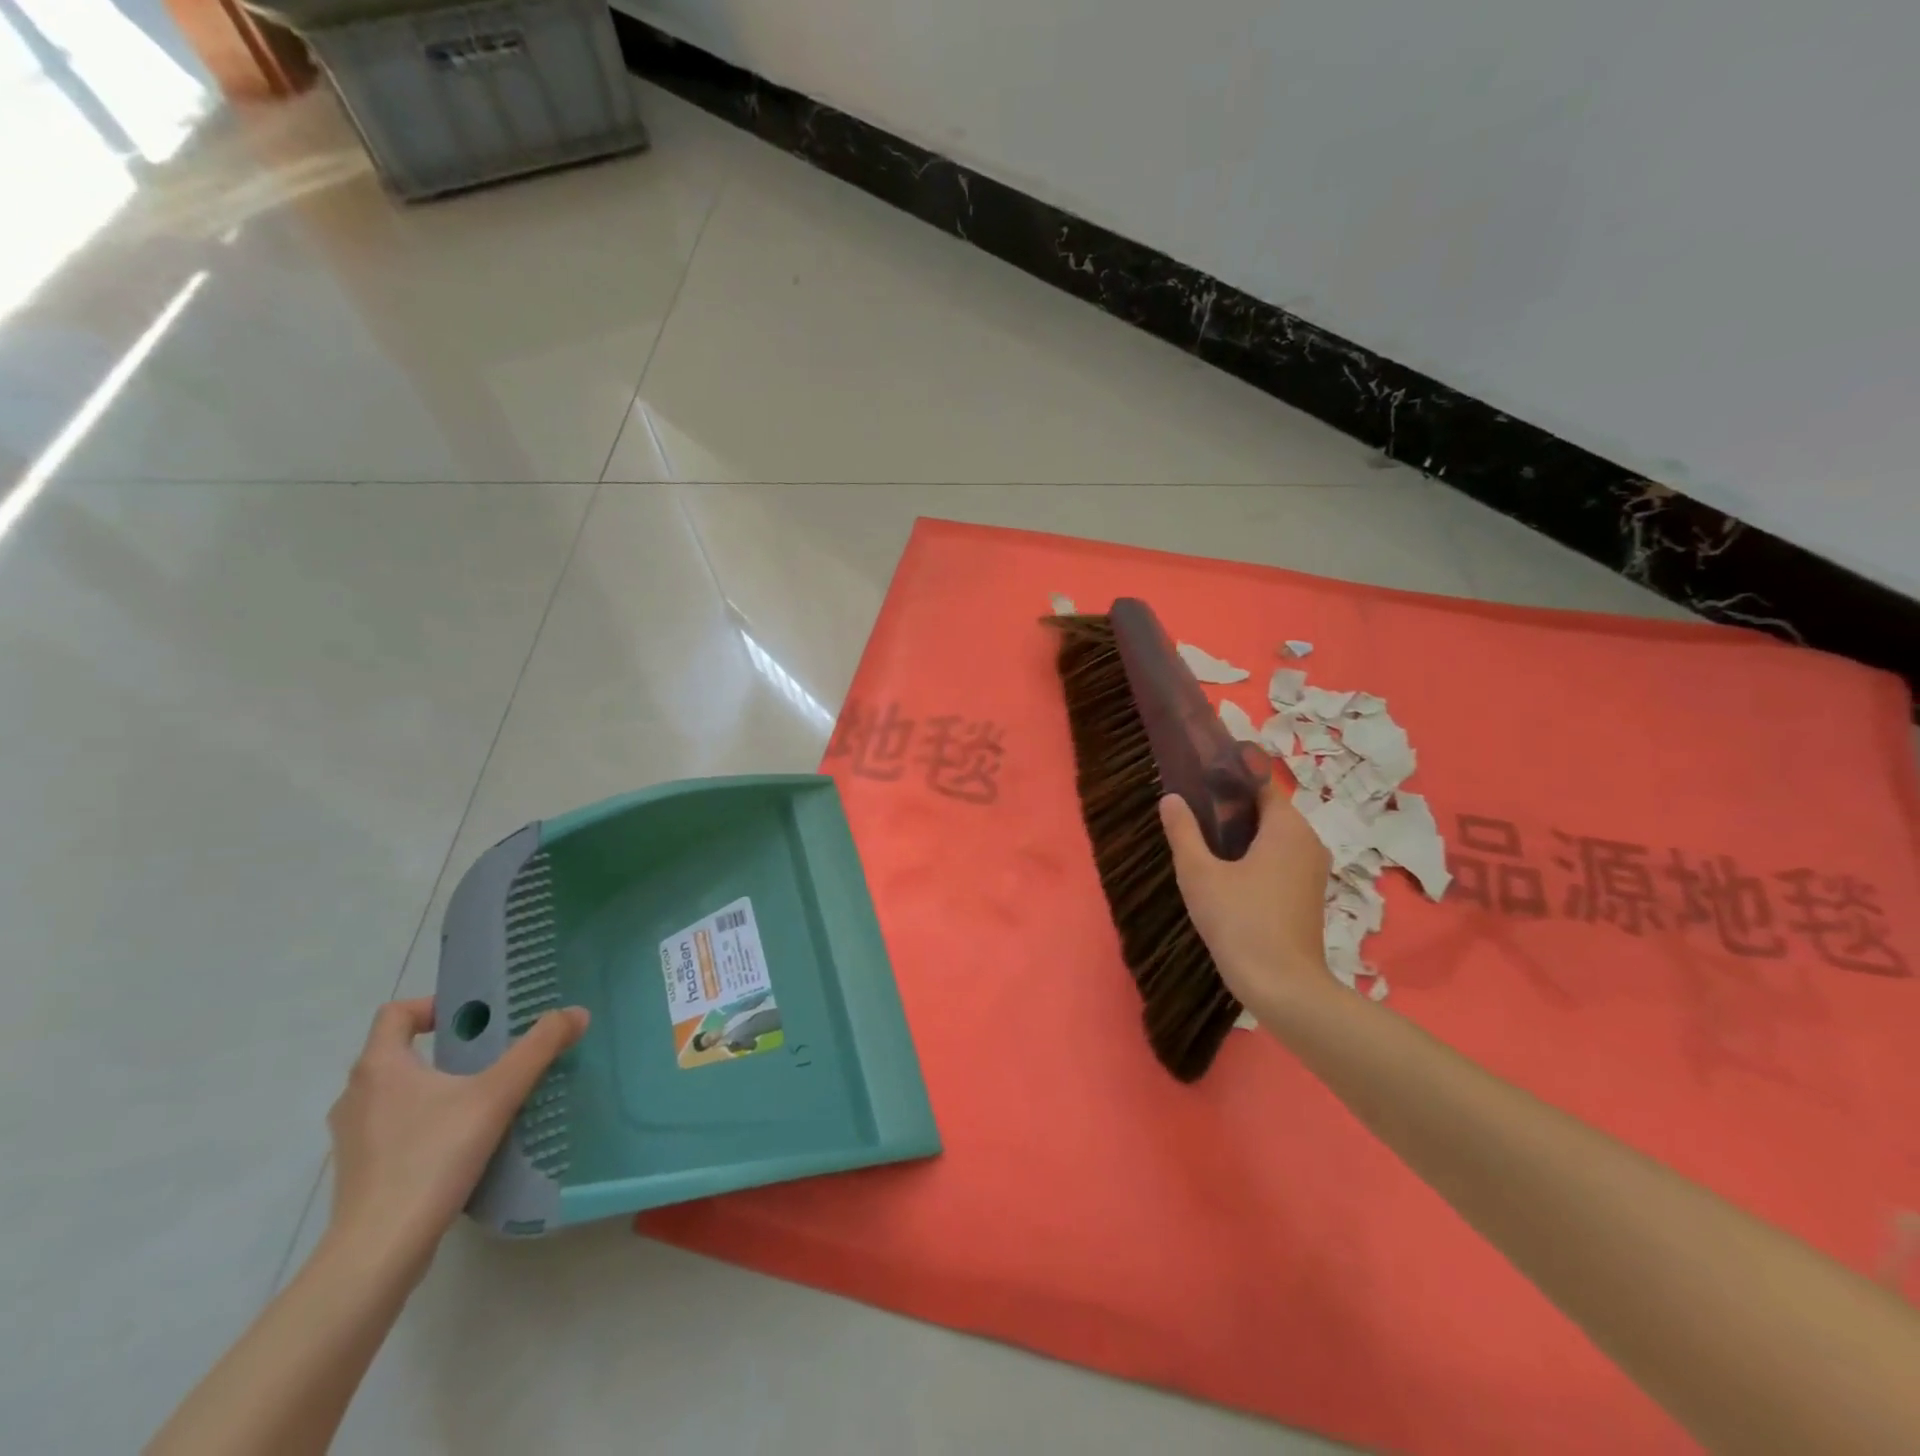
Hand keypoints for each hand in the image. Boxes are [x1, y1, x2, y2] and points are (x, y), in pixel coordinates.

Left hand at [325, 998, 588, 1272]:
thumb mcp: (497, 1095)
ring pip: (394, 1092)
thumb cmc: (432, 1157)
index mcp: (379, 1066)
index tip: (474, 1020)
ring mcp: (351, 1138)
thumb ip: (538, 1048)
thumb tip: (576, 1012)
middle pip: (396, 1052)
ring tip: (479, 1097)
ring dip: (432, 1086)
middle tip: (490, 1054)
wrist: (380, 1251)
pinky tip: (458, 1141)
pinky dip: (422, 1122)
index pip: (396, 1013)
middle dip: (443, 1048)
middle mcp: (356, 1095)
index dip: (433, 1006)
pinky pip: (392, 1128)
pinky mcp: (359, 1172)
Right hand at [1159, 778, 1331, 1019]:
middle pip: (1268, 809)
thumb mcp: (1199, 873)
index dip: (1229, 776)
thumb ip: (1183, 832)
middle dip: (1232, 806)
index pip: (1260, 783)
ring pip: (1275, 836)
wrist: (1283, 986)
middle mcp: (1308, 841)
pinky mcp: (1309, 893)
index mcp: (1287, 827)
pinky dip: (1256, 854)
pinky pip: (1281, 858)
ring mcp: (1313, 869)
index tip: (1199, 775)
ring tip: (1203, 838)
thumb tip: (1171, 799)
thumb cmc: (1240, 921)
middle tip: (1193, 808)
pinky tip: (1226, 870)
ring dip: (1243, 832)